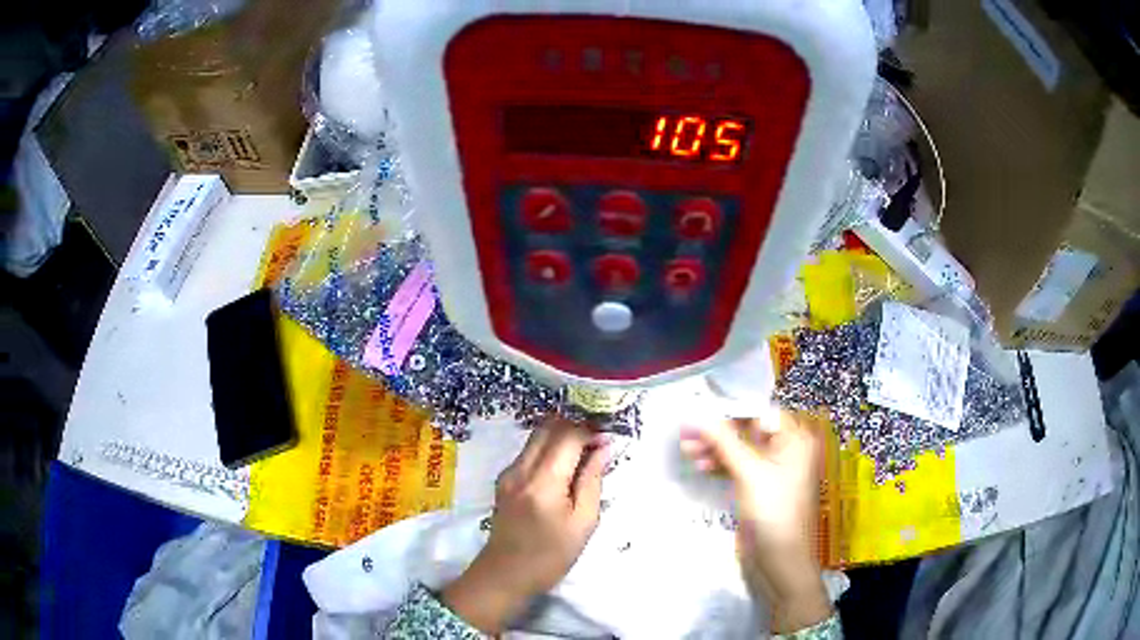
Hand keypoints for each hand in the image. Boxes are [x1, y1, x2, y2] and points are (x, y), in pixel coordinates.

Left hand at [442, 416, 608, 633]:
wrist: (505, 574)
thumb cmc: (551, 556)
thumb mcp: (583, 523)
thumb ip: (592, 480)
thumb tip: (603, 448)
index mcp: (543, 482)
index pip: (567, 435)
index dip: (590, 430)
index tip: (608, 437)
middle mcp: (521, 469)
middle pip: (548, 427)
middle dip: (575, 425)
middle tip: (597, 439)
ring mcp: (508, 472)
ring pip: (536, 436)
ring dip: (561, 435)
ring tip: (584, 452)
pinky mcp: (504, 479)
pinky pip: (529, 451)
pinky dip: (549, 448)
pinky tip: (565, 466)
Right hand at [679, 411, 831, 633]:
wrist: (779, 562)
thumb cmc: (773, 512)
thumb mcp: (749, 472)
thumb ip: (723, 441)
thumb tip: (693, 415)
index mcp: (795, 439)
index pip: (760, 412)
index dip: (730, 410)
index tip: (699, 409)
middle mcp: (786, 449)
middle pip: (748, 430)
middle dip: (718, 431)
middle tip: (687, 434)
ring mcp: (772, 470)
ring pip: (740, 449)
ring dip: (715, 448)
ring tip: (687, 451)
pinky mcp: (758, 488)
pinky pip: (737, 467)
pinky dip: (720, 464)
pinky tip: (700, 466)